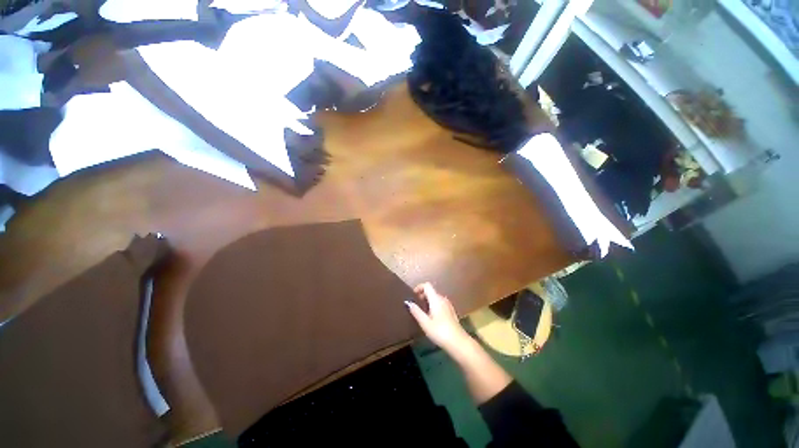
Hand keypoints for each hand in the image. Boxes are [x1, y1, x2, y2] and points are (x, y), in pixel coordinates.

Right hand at [406, 283, 470, 352]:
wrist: (459, 343)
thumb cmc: (440, 332)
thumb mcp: (425, 323)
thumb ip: (416, 311)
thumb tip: (408, 302)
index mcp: (436, 299)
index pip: (427, 285)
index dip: (419, 287)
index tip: (413, 296)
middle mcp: (443, 299)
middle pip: (431, 291)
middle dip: (422, 296)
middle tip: (415, 306)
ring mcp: (448, 305)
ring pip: (436, 298)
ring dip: (428, 301)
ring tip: (422, 313)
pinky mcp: (451, 312)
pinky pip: (440, 304)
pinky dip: (434, 306)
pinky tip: (432, 318)